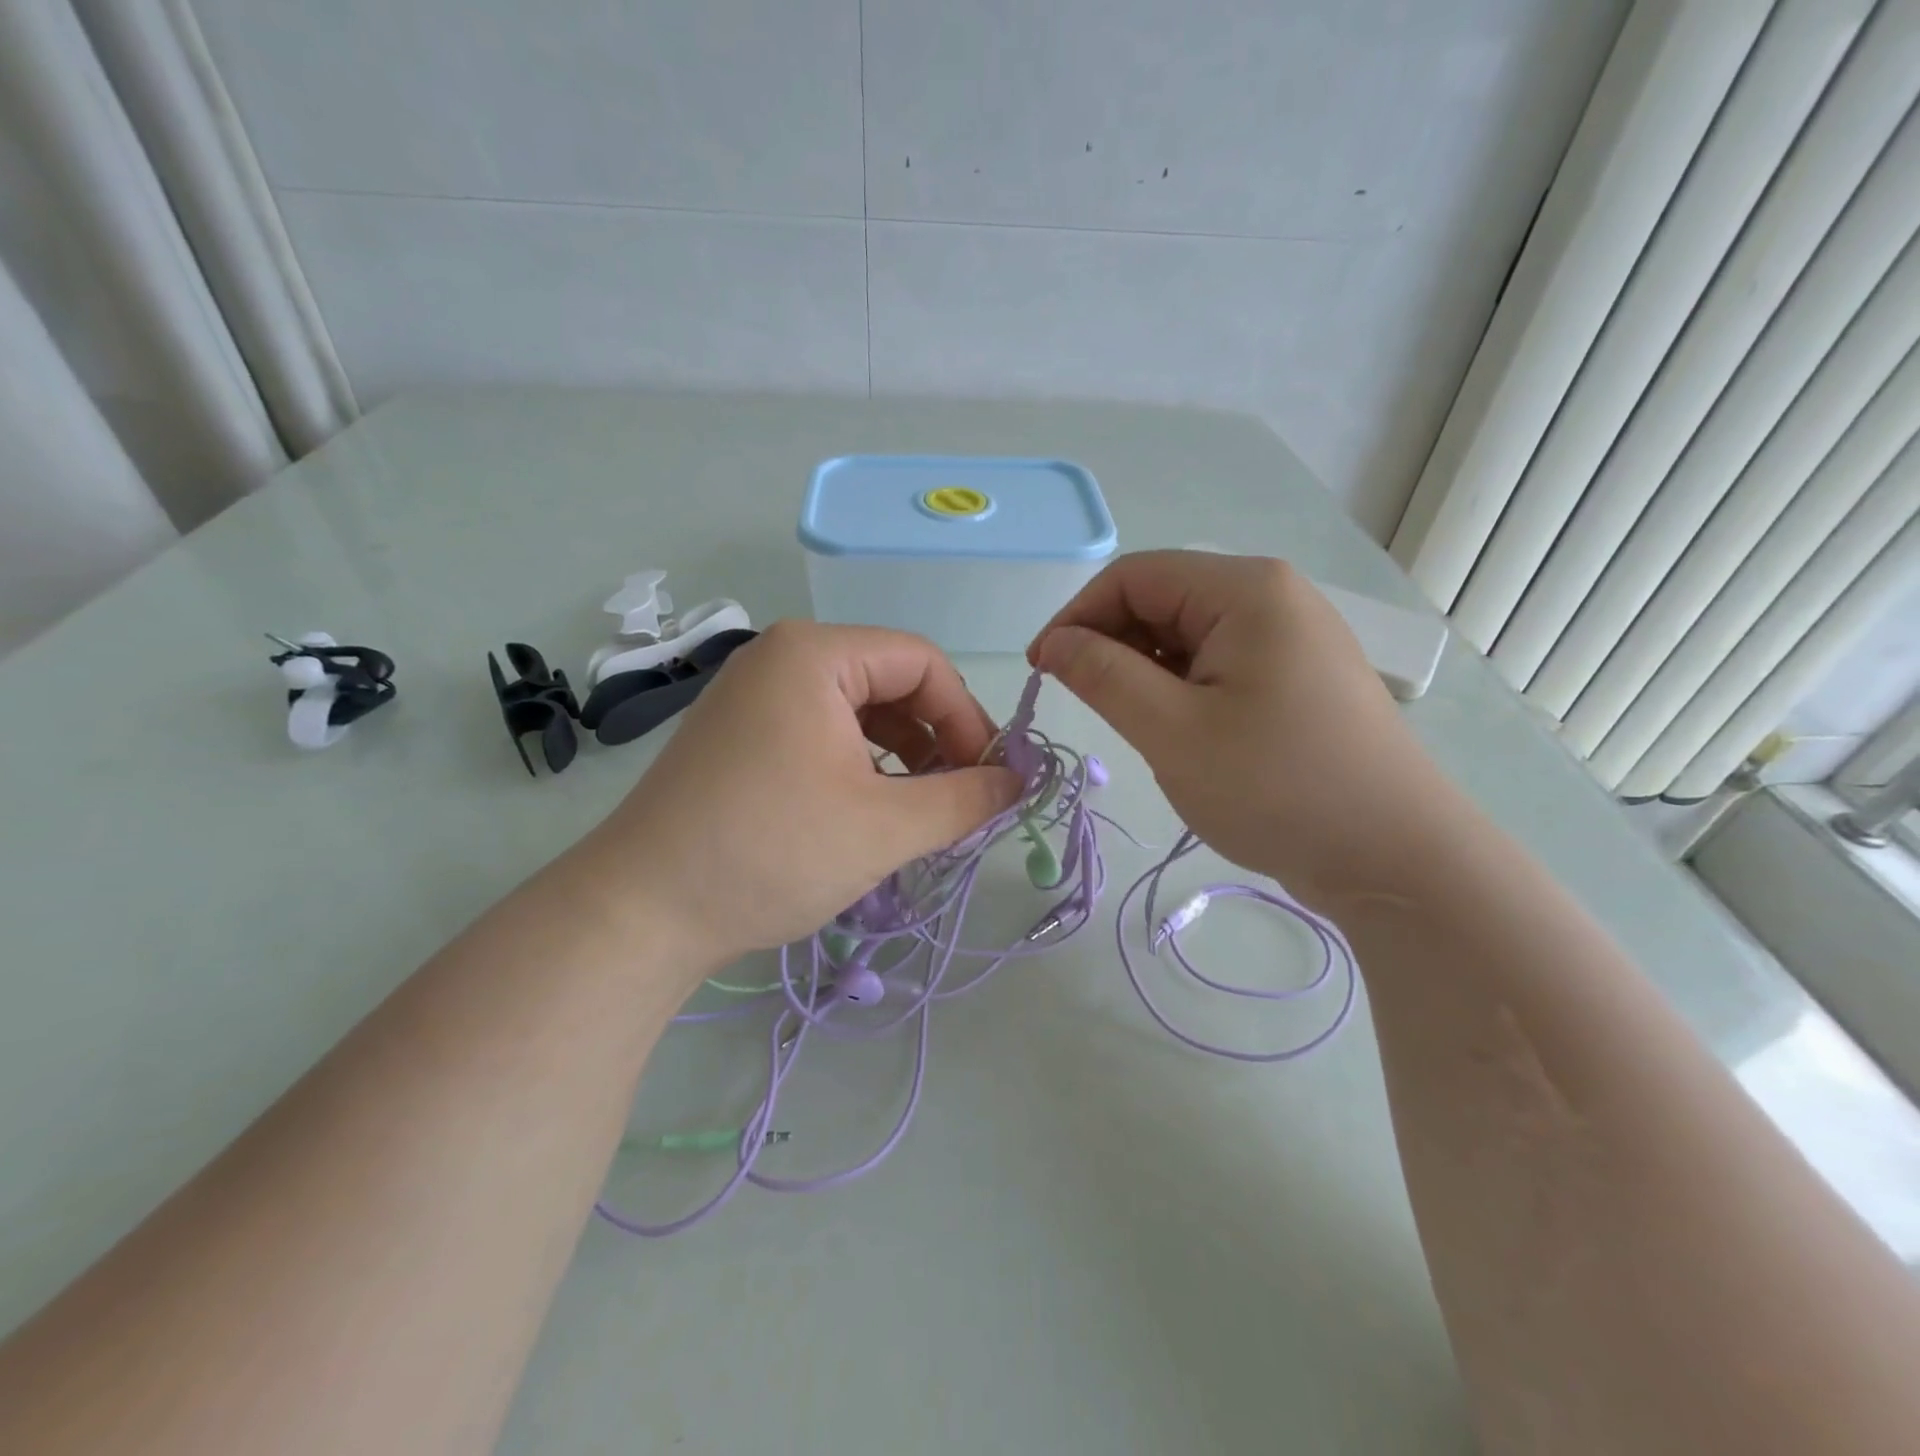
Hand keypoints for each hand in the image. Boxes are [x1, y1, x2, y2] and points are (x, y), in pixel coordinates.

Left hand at [579, 621, 1020, 977]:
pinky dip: (861, 765)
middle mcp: (781, 658)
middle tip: (958, 800)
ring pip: (858, 711)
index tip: (988, 779)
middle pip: (891, 682)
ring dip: (902, 756)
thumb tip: (1018, 782)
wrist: (641, 911)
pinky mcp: (741, 735)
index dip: (967, 718)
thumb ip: (966, 799)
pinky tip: (870, 810)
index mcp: (814, 654)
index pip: (922, 663)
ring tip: (919, 812)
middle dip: (935, 739)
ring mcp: (755, 695)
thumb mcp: (885, 827)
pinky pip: (822, 732)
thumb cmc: (770, 852)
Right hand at [1030, 551, 1454, 906]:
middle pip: (1164, 600)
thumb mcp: (1172, 731)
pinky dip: (1181, 689)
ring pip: (1189, 637)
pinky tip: (1180, 733)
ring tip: (1138, 727)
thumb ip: (1103, 676)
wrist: (1396, 859)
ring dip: (1145, 672)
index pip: (1134, 576)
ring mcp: (1292, 638)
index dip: (1077, 616)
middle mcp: (1273, 597)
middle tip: (1084, 704)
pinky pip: (1219, 665)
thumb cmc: (1277, 787)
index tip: (1041, 669)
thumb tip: (1054, 643)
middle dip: (1111, 644)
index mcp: (1245, 590)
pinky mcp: (1298, 678)